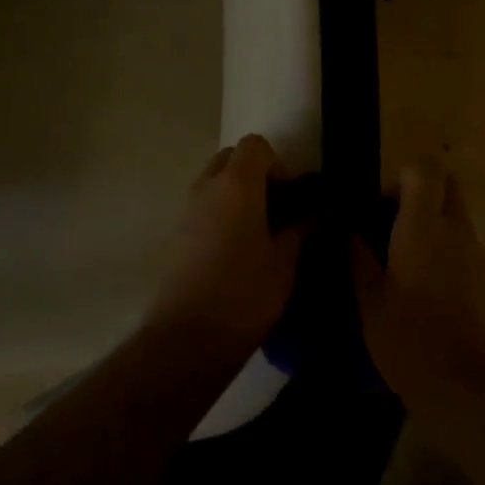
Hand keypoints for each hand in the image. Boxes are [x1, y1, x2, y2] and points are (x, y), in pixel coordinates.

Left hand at [144, 135, 305, 359]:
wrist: (186, 339)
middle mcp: (207, 187)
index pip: (256, 145)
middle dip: (254, 174)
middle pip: (230, 158)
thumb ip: (299, 231)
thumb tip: (309, 217)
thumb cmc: (244, 294)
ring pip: (214, 183)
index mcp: (237, 184)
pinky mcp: (175, 235)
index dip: (277, 164)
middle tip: (274, 210)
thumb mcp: (285, 264)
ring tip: (257, 234)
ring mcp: (186, 210)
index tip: (290, 198)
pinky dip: (219, 215)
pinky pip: (202, 208)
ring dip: (236, 195)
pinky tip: (235, 252)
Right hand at [351, 159, 484, 410]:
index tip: (385, 206)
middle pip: (449, 186)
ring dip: (437, 229)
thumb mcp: (368, 301)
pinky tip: (433, 296)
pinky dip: (451, 257)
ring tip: (410, 270)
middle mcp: (457, 231)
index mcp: (423, 226)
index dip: (404, 177)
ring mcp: (479, 256)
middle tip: (397, 228)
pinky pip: (469, 252)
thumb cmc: (407, 339)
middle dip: (425, 195)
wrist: (465, 387)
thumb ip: (358, 259)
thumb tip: (350, 233)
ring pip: (459, 221)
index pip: (425, 169)